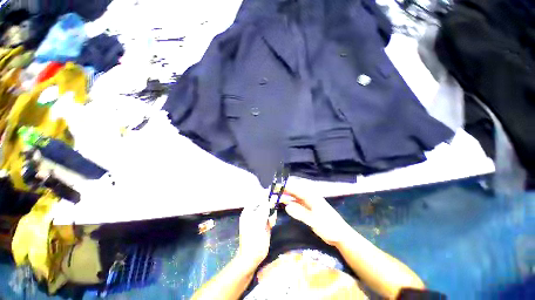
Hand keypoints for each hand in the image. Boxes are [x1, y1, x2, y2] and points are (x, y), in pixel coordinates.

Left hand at [236, 200, 276, 270]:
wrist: (252, 256)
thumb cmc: (252, 238)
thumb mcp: (258, 222)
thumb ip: (264, 209)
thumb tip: (270, 199)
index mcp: (249, 210)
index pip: (258, 197)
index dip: (265, 193)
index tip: (274, 192)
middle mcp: (254, 212)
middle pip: (264, 202)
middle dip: (270, 205)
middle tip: (273, 209)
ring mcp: (259, 218)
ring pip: (269, 209)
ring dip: (271, 213)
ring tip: (270, 221)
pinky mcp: (265, 224)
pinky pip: (271, 216)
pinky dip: (272, 218)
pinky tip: (271, 224)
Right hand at [282, 188, 351, 246]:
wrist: (341, 236)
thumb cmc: (329, 228)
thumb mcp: (315, 221)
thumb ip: (301, 213)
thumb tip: (286, 206)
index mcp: (311, 197)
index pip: (296, 189)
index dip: (285, 188)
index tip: (275, 187)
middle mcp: (309, 197)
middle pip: (294, 192)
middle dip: (283, 191)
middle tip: (272, 192)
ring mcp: (309, 203)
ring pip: (294, 197)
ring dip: (286, 197)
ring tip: (275, 197)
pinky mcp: (309, 209)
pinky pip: (297, 203)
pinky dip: (290, 203)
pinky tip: (284, 204)